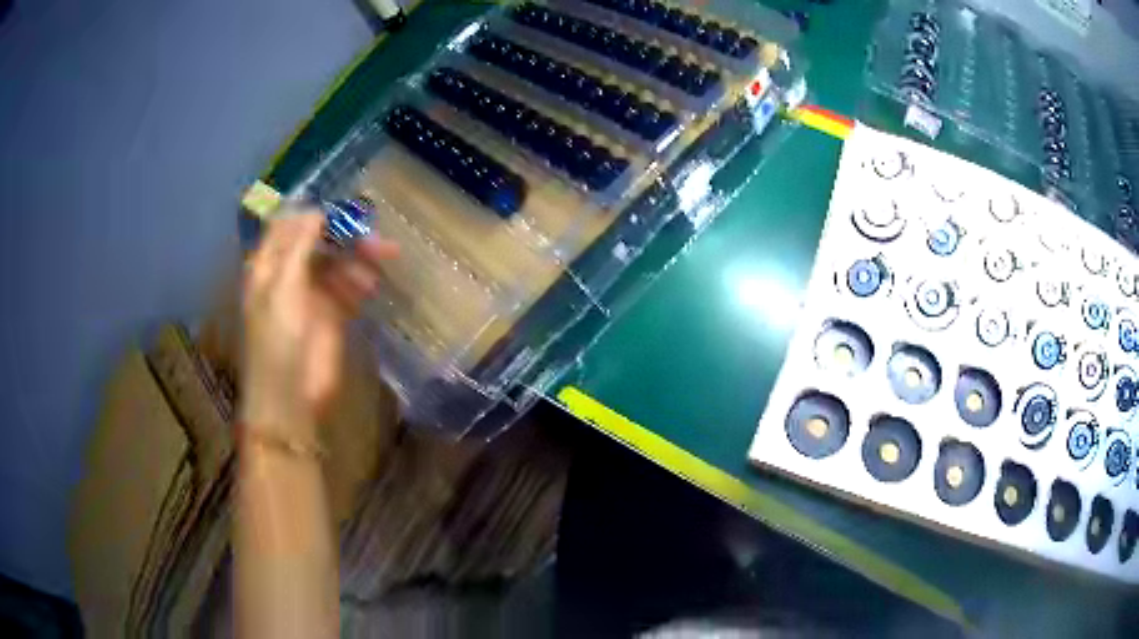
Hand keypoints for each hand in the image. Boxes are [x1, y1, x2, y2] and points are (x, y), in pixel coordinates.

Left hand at [240, 208, 397, 440]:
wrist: (291, 396)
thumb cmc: (276, 340)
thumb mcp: (281, 288)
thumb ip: (298, 247)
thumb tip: (317, 211)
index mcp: (270, 265)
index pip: (289, 227)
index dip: (313, 215)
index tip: (340, 206)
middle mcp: (290, 274)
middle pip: (319, 242)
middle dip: (345, 234)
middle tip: (372, 231)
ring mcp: (312, 294)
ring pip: (339, 263)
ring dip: (359, 257)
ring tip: (383, 256)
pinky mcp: (333, 314)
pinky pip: (350, 287)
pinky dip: (362, 281)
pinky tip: (372, 283)